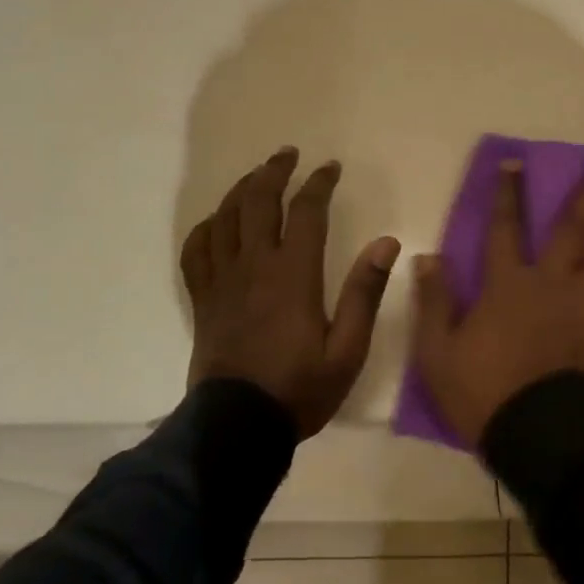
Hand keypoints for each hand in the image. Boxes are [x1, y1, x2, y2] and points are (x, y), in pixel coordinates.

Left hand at [180, 147, 399, 437]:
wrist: (237, 428)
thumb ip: (366, 292)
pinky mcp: (203, 300)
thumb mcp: (348, 348)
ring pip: (224, 218)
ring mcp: (222, 281)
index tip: (330, 167)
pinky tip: (218, 222)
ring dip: (241, 190)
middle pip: (257, 201)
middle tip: (288, 155)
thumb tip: (387, 242)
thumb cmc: (300, 388)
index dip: (319, 183)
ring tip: (257, 176)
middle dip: (274, 172)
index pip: (306, 211)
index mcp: (293, 274)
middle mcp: (254, 266)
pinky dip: (206, 228)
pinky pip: (196, 251)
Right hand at [412, 157, 583, 446]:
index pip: (504, 228)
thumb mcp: (438, 352)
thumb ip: (435, 301)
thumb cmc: (483, 393)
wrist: (536, 433)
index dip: (508, 194)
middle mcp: (551, 282)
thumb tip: (426, 257)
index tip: (516, 161)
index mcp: (507, 284)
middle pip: (574, 227)